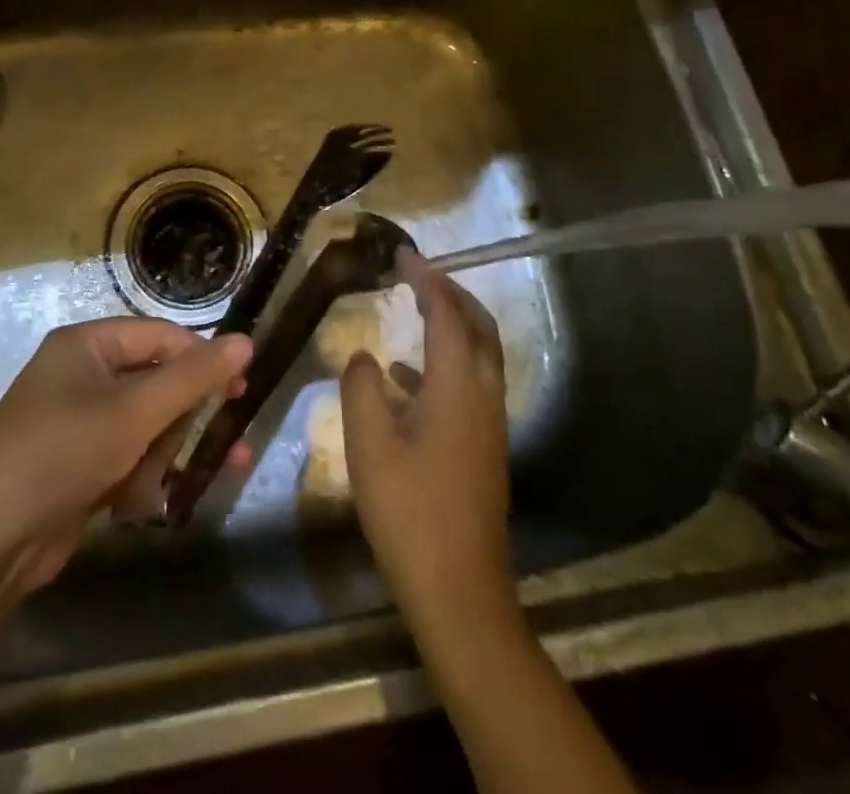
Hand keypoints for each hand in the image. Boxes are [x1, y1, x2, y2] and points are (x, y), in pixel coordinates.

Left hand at [0, 318, 252, 609]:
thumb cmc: (62, 454)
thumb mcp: (133, 412)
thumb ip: (193, 378)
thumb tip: (246, 341)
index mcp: (86, 345)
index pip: (159, 336)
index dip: (201, 358)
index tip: (240, 388)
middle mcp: (81, 375)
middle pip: (154, 382)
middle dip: (186, 417)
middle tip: (228, 442)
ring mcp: (76, 422)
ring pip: (144, 425)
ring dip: (164, 454)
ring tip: (167, 485)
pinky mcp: (76, 465)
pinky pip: (125, 457)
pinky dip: (139, 478)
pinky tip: (138, 504)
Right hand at [340, 249, 513, 627]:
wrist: (460, 594)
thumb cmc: (410, 513)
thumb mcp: (369, 446)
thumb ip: (361, 389)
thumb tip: (364, 357)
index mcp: (458, 387)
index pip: (447, 314)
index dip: (426, 279)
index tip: (403, 254)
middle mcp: (483, 397)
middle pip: (479, 327)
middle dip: (452, 293)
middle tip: (418, 274)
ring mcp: (489, 426)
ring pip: (479, 356)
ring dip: (452, 325)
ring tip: (413, 310)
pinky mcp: (484, 449)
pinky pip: (469, 386)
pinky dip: (443, 365)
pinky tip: (403, 380)